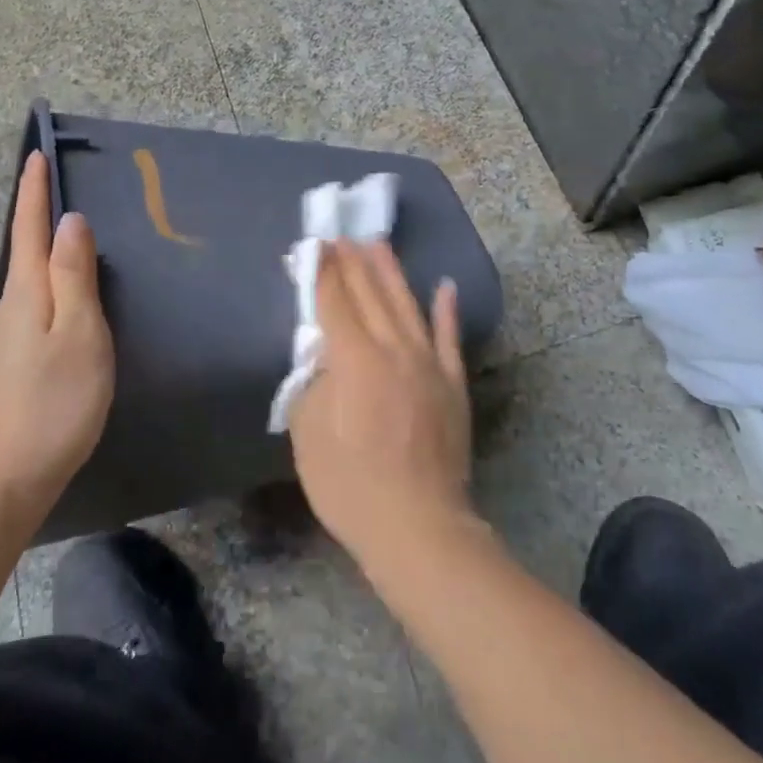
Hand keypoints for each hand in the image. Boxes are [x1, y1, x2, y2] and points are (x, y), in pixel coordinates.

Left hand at [0, 151, 113, 525]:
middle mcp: (8, 309)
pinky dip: (48, 288)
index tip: (36, 154)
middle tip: (55, 186)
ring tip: (68, 239)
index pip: (29, 229)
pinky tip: (64, 304)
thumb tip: (69, 221)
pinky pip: (31, 308)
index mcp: (26, 294)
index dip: (34, 191)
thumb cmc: (53, 404)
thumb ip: (74, 276)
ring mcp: (3, 340)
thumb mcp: (78, 334)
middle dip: (36, 216)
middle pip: (24, 252)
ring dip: (44, 254)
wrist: (2, 484)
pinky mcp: (8, 366)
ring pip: (28, 283)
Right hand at [289, 240, 473, 571]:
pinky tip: (445, 285)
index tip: (315, 245)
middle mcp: (392, 349)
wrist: (418, 528)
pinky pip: (449, 338)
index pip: (334, 300)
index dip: (322, 271)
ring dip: (391, 272)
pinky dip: (447, 310)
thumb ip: (312, 385)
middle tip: (342, 234)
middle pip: (369, 294)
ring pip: (406, 305)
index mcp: (353, 359)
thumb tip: (322, 357)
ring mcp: (427, 364)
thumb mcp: (309, 435)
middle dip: (353, 261)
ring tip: (379, 244)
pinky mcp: (453, 385)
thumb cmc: (350, 486)